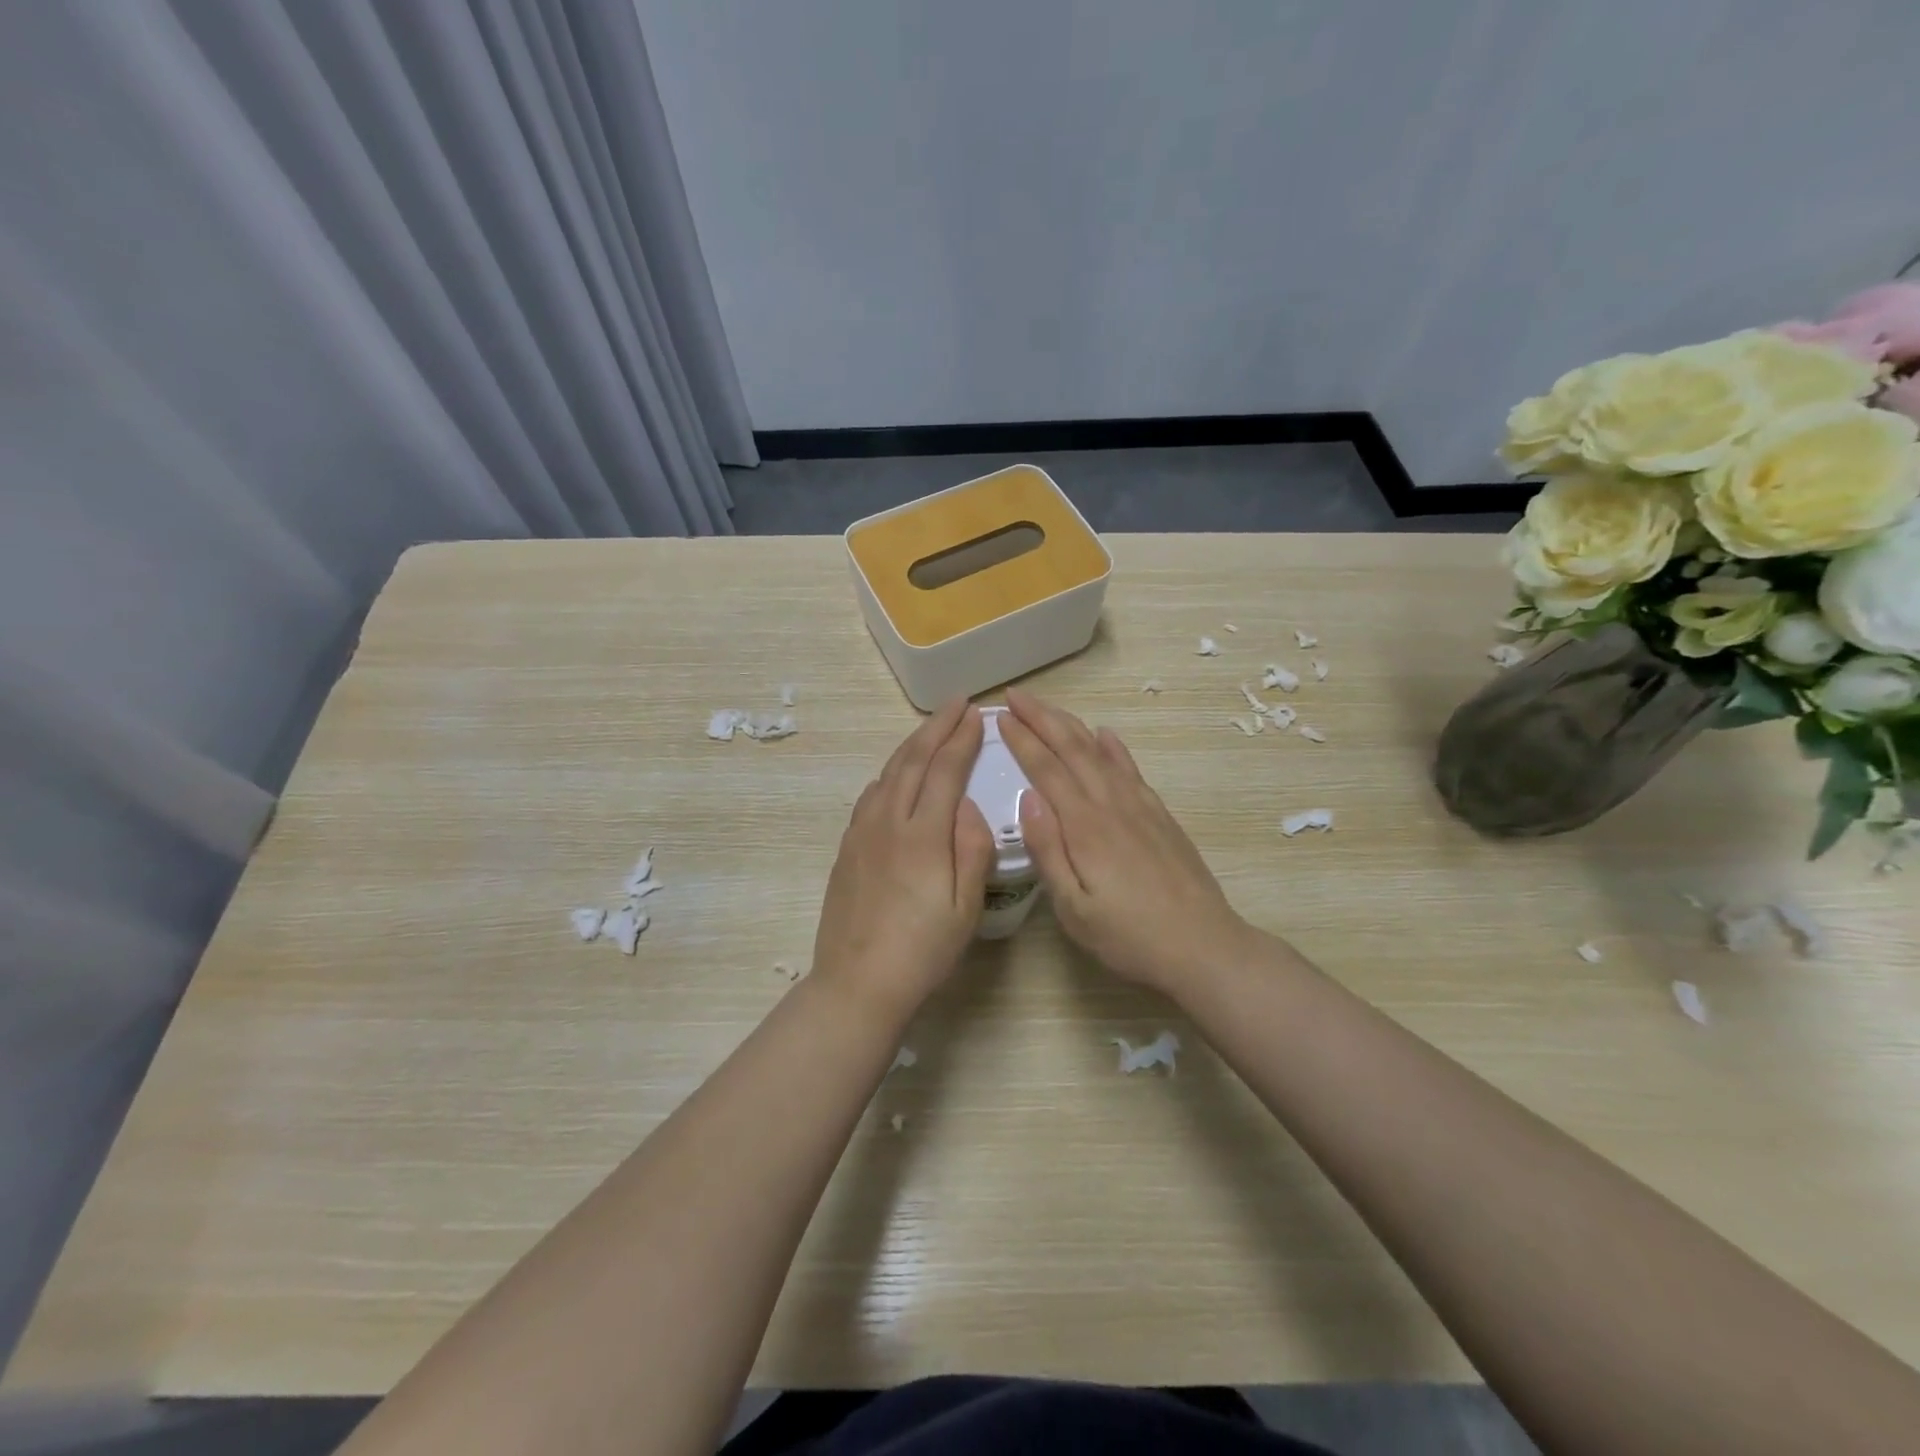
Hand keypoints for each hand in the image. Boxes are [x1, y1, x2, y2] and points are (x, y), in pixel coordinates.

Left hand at [811, 699, 994, 1020]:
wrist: (858, 982)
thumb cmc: (922, 950)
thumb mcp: (965, 906)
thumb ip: (972, 848)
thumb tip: (969, 805)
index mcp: (923, 835)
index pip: (945, 771)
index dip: (962, 739)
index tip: (978, 715)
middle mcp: (888, 822)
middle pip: (913, 760)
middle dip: (936, 727)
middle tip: (957, 704)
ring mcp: (862, 833)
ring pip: (888, 772)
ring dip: (911, 744)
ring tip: (931, 729)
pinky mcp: (847, 847)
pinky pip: (871, 794)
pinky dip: (890, 772)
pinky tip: (896, 774)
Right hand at [1001, 688, 1257, 994]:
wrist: (1203, 946)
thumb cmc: (1128, 936)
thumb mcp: (1074, 909)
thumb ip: (1048, 851)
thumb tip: (1027, 798)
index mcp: (1084, 827)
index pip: (1047, 770)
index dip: (1023, 740)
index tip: (1001, 716)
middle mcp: (1111, 805)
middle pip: (1073, 749)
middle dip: (1042, 718)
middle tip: (1016, 696)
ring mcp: (1139, 807)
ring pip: (1100, 752)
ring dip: (1071, 725)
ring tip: (1048, 707)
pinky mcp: (1160, 816)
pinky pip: (1131, 770)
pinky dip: (1114, 747)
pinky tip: (1106, 735)